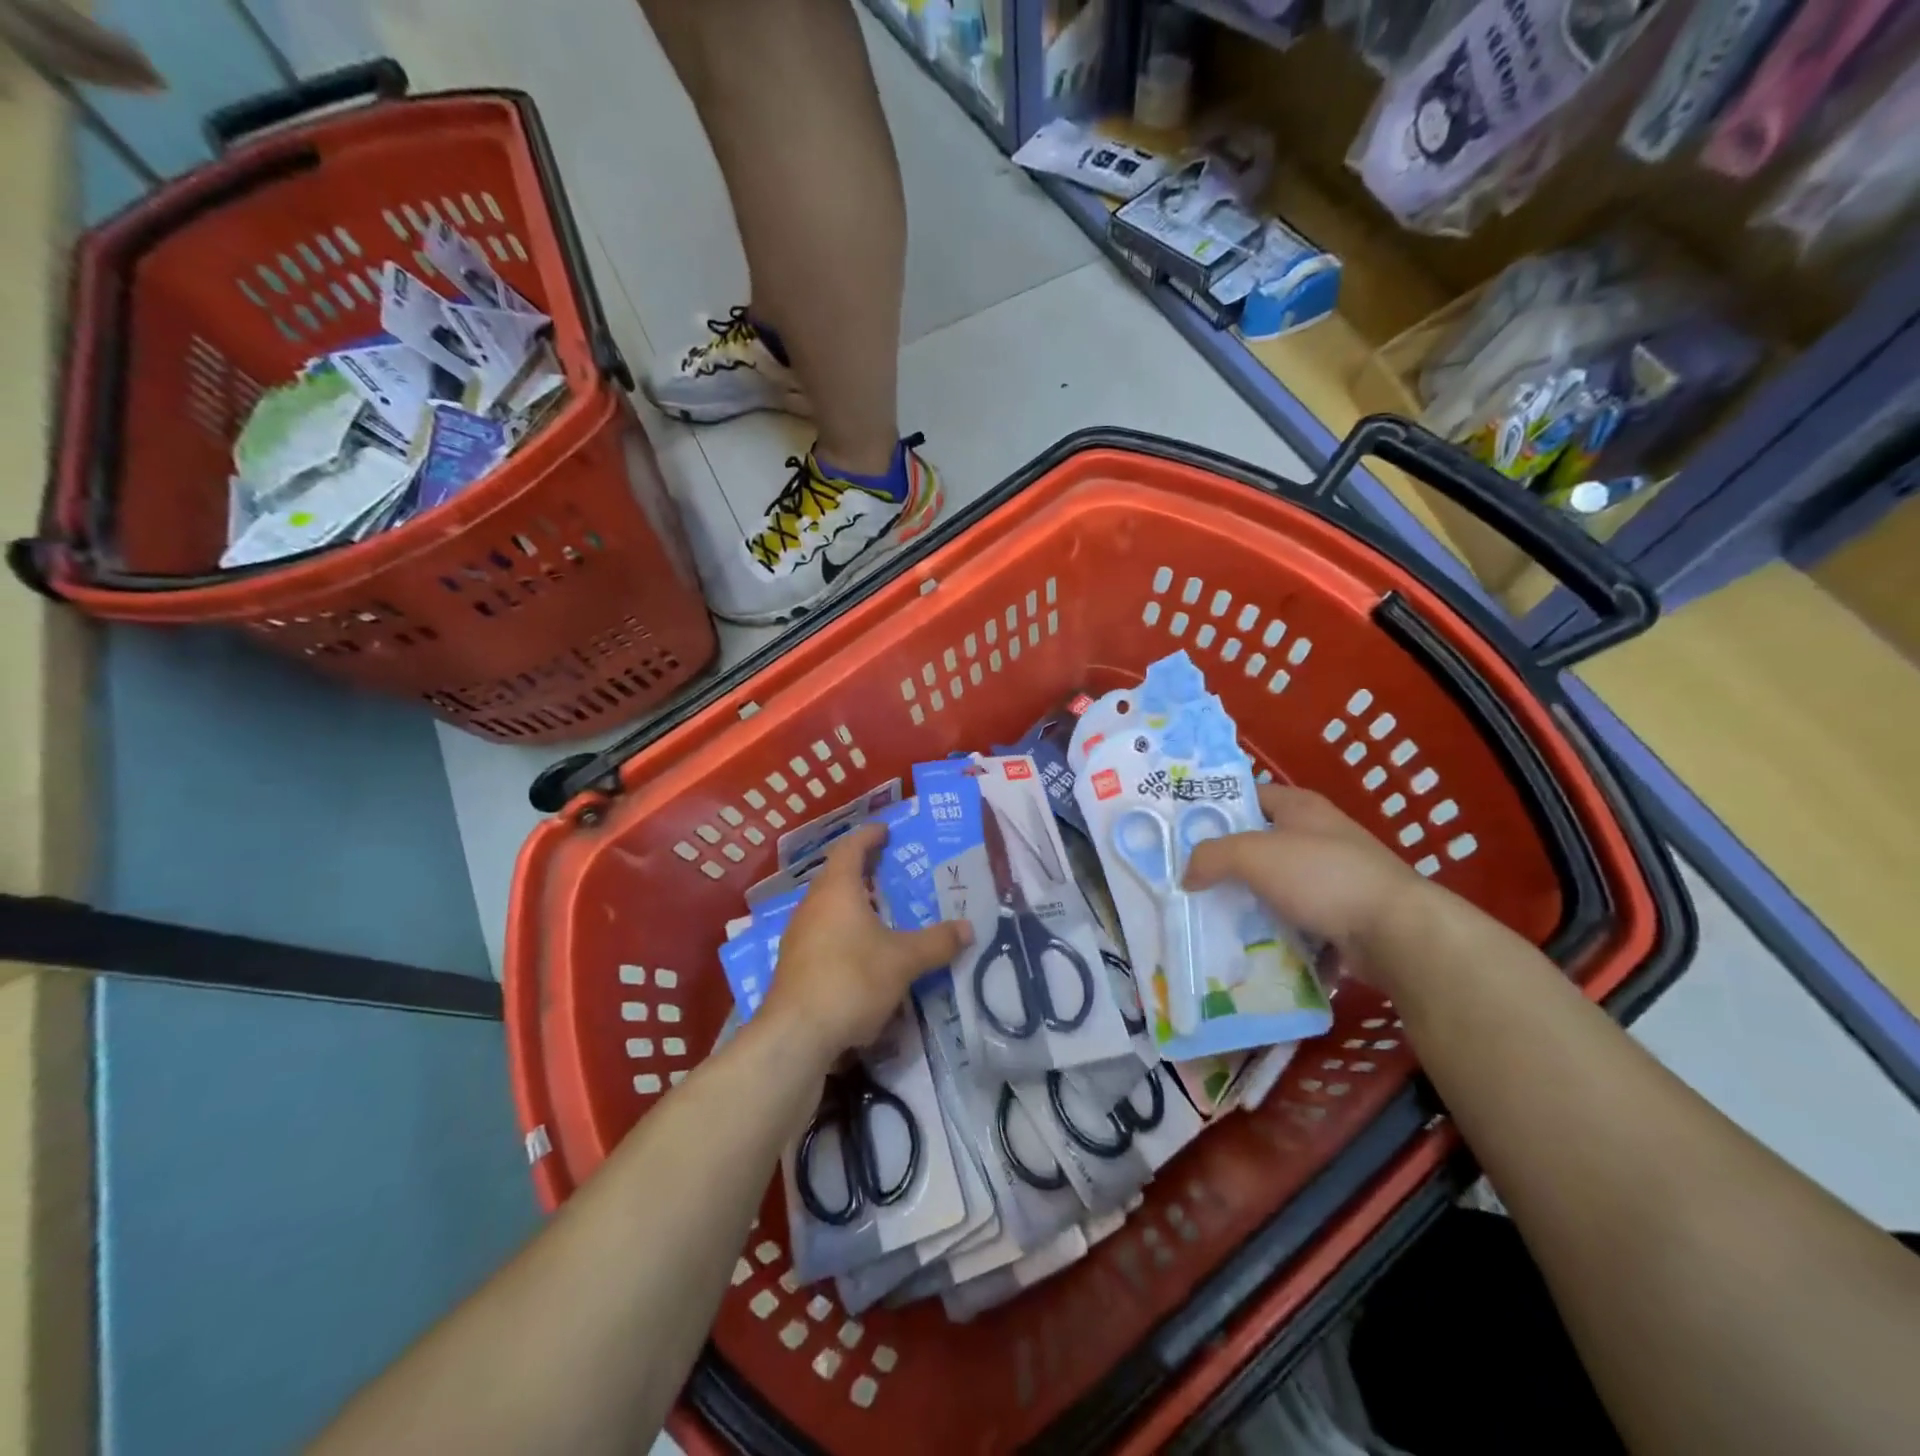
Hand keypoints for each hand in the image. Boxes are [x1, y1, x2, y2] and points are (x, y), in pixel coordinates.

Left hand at [761, 822, 972, 1060]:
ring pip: (829, 909)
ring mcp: (799, 937)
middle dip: (863, 871)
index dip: (869, 836)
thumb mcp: (903, 960)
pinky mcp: (794, 966)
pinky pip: (824, 936)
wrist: (796, 1036)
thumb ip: (937, 942)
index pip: (850, 848)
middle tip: (891, 871)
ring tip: (882, 913)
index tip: (886, 831)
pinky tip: (864, 955)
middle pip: (837, 877)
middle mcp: (812, 906)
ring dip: (853, 905)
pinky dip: (845, 933)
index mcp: (837, 890)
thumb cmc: (851, 980)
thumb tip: (968, 928)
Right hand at [1183, 785, 1439, 985]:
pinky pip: (1299, 922)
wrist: (1397, 932)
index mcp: (1301, 807)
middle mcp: (1319, 836)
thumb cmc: (1323, 876)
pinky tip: (1253, 949)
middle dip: (1229, 865)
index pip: (1250, 795)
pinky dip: (1278, 935)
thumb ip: (1211, 856)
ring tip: (1215, 921)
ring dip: (1252, 905)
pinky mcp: (1344, 916)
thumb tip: (1187, 875)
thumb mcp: (1253, 854)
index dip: (1219, 809)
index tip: (1186, 833)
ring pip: (1278, 888)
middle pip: (1261, 845)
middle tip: (1193, 883)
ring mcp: (1335, 878)